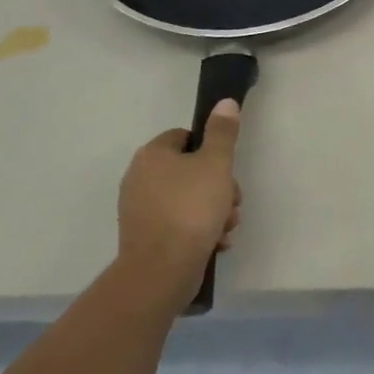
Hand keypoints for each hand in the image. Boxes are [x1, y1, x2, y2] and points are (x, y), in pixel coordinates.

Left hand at [117, 100, 242, 302]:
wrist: (162, 271)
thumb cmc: (191, 208)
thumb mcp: (216, 164)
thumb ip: (222, 132)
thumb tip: (225, 102)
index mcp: (152, 155)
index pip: (185, 137)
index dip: (211, 150)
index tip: (227, 169)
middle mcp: (139, 178)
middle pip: (189, 171)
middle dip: (218, 186)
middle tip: (234, 202)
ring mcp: (139, 210)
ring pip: (187, 200)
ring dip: (213, 211)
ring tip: (227, 228)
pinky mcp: (145, 238)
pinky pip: (177, 225)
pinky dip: (198, 231)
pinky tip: (216, 244)